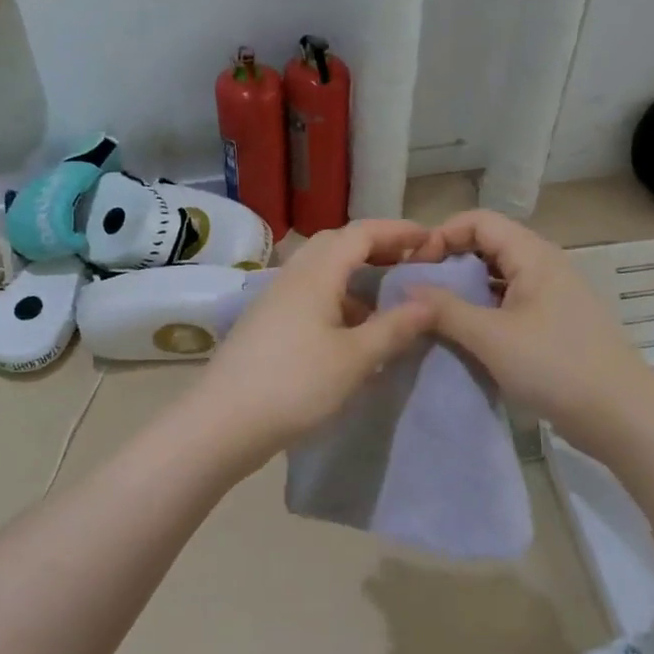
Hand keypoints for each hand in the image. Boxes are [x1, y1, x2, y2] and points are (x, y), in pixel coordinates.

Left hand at [187, 220, 439, 471]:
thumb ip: (394, 327)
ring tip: (385, 303)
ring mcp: (274, 299)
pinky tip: (350, 332)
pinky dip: (336, 300)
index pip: (361, 233)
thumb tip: (430, 302)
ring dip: (355, 276)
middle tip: (407, 264)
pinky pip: (309, 295)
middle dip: (375, 247)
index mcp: (315, 274)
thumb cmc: (295, 385)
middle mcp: (292, 276)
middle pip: (336, 244)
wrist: (222, 423)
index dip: (398, 231)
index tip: (430, 240)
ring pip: (321, 271)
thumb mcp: (355, 359)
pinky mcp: (266, 323)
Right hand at [405, 210, 653, 456]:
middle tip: (419, 292)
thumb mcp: (491, 337)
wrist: (621, 416)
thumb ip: (445, 309)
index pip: (478, 221)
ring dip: (465, 289)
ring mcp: (552, 295)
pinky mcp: (554, 323)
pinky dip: (483, 310)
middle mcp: (544, 265)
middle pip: (488, 245)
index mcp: (533, 255)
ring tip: (435, 315)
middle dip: (449, 262)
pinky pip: (510, 302)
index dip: (442, 235)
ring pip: (497, 276)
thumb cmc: (555, 366)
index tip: (415, 268)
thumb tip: (406, 287)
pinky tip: (466, 335)